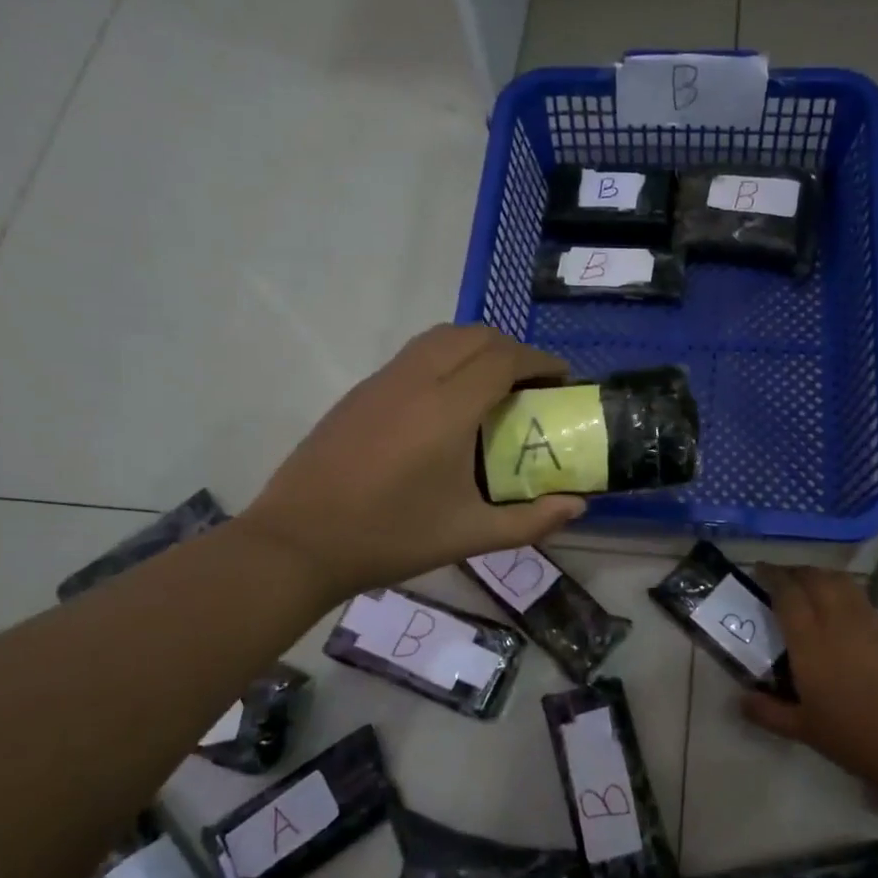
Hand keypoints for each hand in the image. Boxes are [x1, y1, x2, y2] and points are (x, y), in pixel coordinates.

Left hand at [239, 325, 585, 602]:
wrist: (300, 542)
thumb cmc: (390, 538)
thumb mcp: (469, 535)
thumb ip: (530, 520)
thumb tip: (577, 506)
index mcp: (447, 410)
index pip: (503, 358)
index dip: (539, 361)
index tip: (561, 380)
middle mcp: (415, 380)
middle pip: (474, 335)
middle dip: (512, 349)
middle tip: (533, 385)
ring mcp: (382, 381)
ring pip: (440, 337)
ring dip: (477, 348)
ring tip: (495, 386)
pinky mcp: (359, 392)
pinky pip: (414, 354)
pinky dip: (446, 358)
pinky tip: (448, 401)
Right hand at [742, 566, 877, 794]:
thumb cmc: (861, 737)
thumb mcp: (808, 731)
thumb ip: (770, 713)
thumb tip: (741, 700)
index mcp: (810, 640)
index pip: (787, 592)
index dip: (772, 576)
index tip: (759, 570)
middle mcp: (839, 621)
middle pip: (816, 577)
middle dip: (797, 572)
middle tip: (783, 579)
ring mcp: (871, 623)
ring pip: (842, 583)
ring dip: (822, 578)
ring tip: (811, 589)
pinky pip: (862, 601)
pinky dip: (845, 596)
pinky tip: (843, 617)